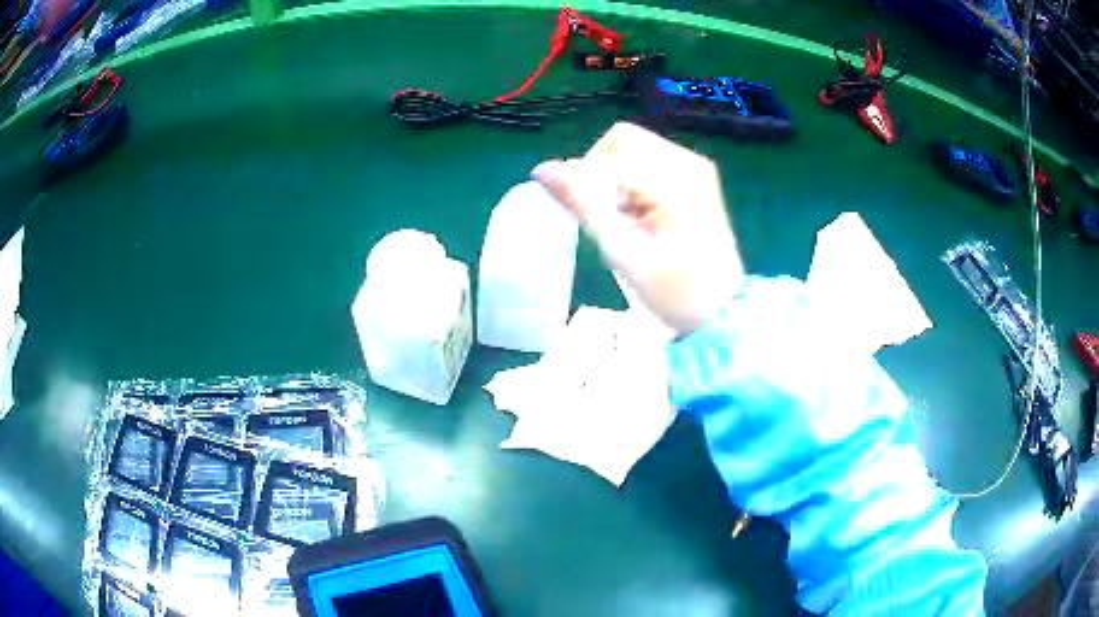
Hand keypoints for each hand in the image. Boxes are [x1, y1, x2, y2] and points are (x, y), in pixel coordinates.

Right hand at [532, 122, 744, 334]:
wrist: (722, 314)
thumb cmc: (674, 291)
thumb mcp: (623, 251)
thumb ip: (583, 204)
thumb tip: (543, 169)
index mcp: (675, 178)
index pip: (607, 157)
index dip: (583, 182)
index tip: (585, 218)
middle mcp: (687, 162)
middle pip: (621, 142)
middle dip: (601, 174)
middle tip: (607, 217)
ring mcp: (694, 169)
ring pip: (632, 152)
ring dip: (616, 182)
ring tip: (627, 224)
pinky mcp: (695, 180)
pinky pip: (647, 166)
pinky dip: (633, 187)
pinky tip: (640, 220)